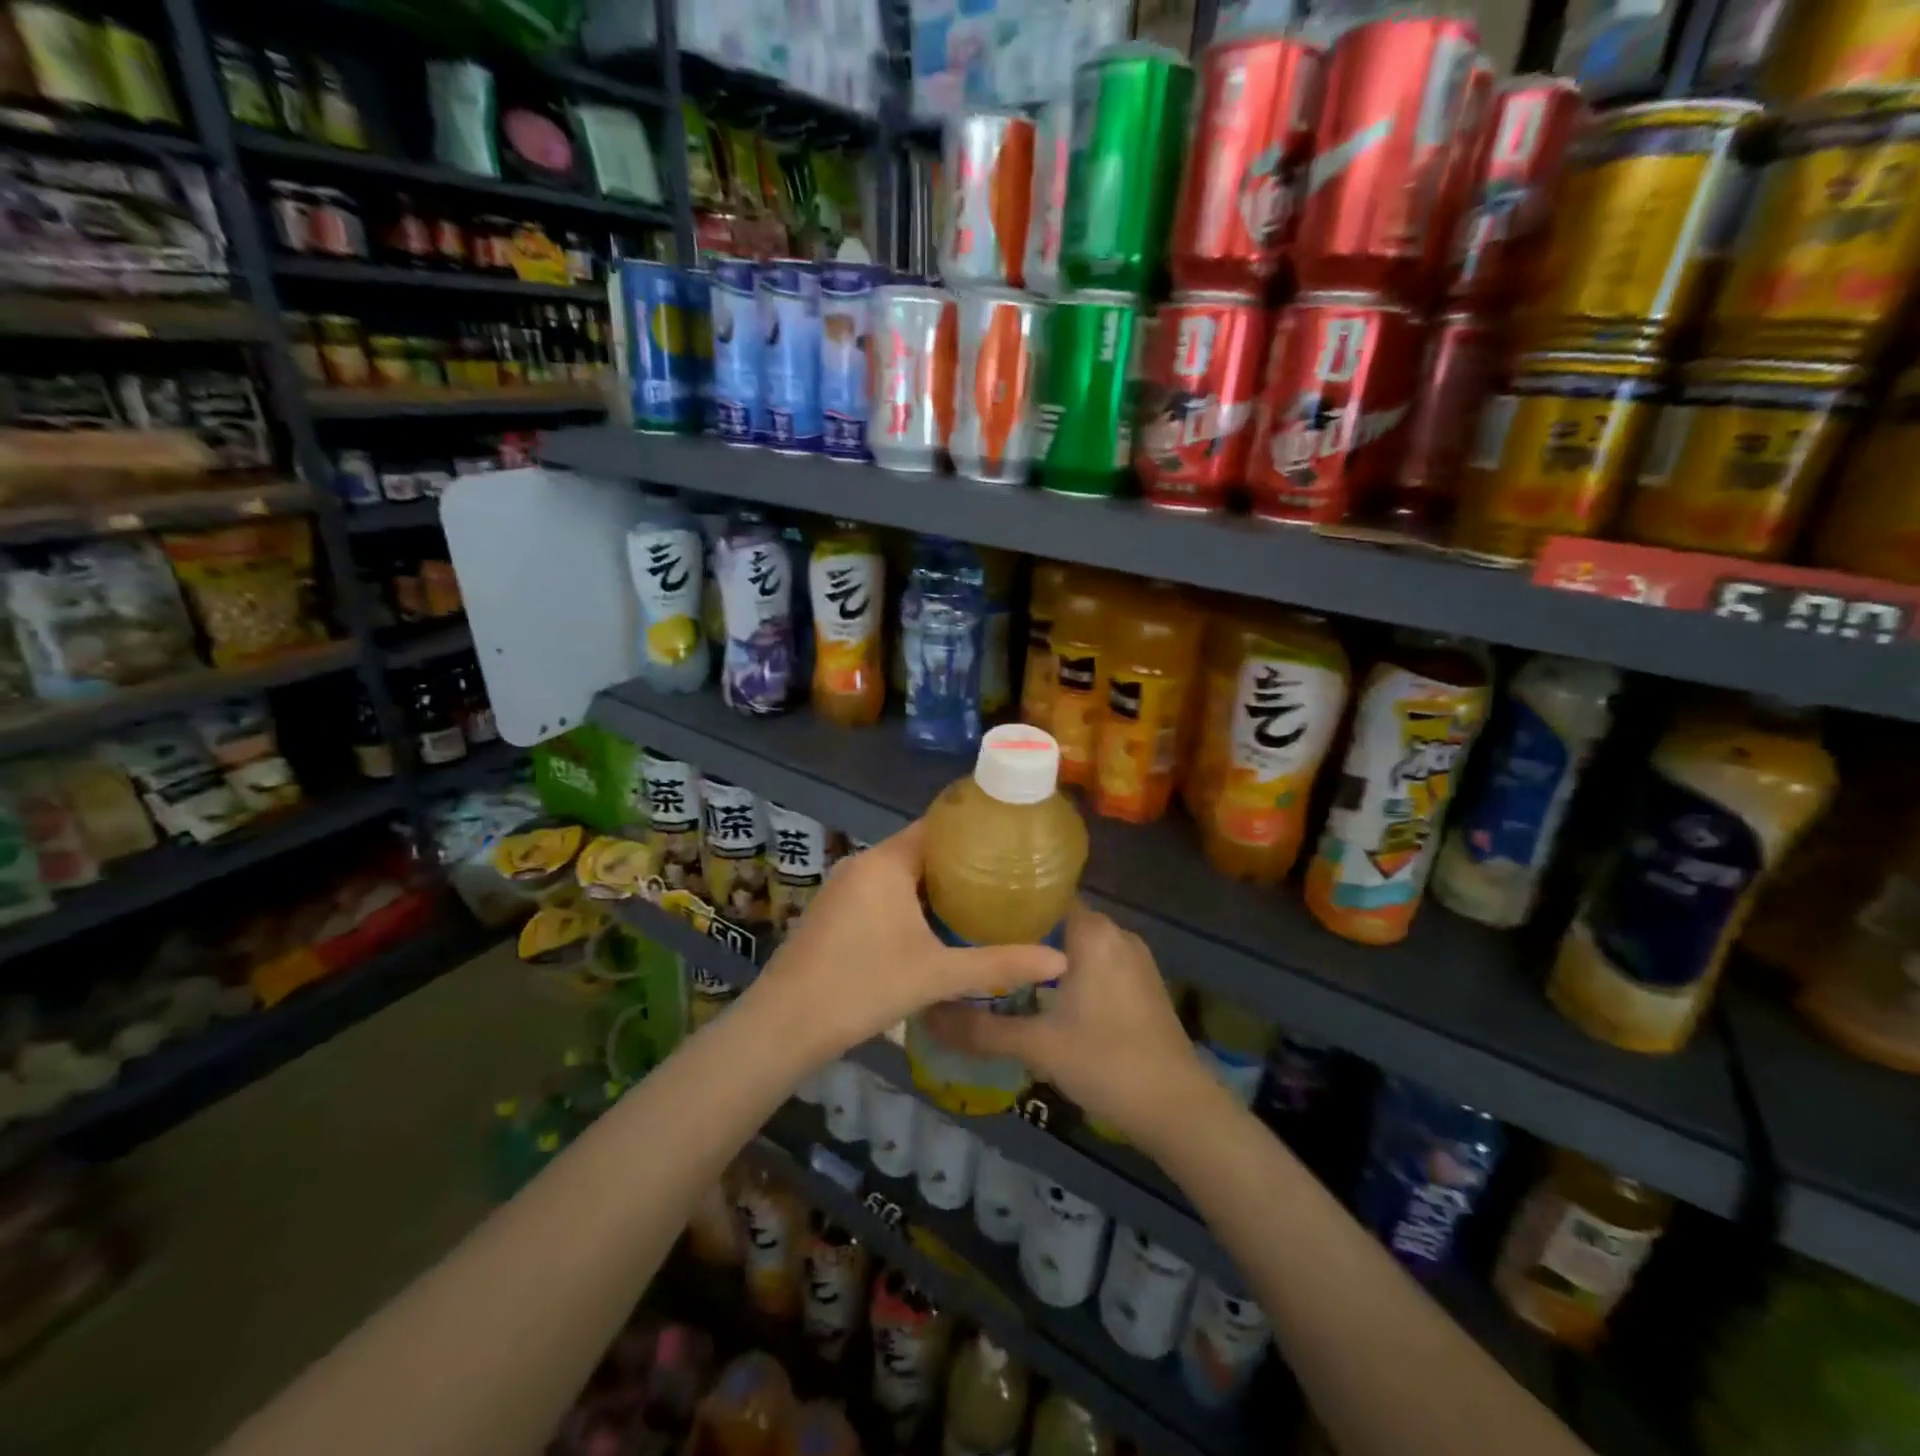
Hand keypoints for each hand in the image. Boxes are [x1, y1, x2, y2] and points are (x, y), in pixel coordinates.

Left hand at [745, 819, 1066, 1067]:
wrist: (785, 1025)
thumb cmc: (863, 986)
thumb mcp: (937, 975)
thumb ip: (999, 964)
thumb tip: (1060, 960)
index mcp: (886, 862)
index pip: (936, 827)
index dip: (972, 831)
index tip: (1008, 841)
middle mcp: (862, 864)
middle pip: (919, 850)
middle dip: (959, 863)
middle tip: (1004, 876)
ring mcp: (842, 888)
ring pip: (898, 874)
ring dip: (933, 885)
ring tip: (978, 900)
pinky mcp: (832, 911)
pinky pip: (879, 892)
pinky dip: (907, 900)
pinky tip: (932, 926)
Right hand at [921, 903, 1229, 1154]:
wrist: (1179, 1109)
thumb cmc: (1107, 1062)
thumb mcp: (1036, 1047)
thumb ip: (980, 1029)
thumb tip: (926, 1015)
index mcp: (1092, 931)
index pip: (1041, 894)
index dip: (1005, 902)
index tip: (969, 912)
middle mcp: (1115, 932)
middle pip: (1057, 917)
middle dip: (1018, 929)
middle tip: (974, 943)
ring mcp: (1133, 958)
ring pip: (1077, 941)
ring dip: (1044, 951)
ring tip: (1000, 965)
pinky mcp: (1141, 983)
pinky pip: (1095, 960)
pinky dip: (1068, 968)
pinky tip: (1043, 993)